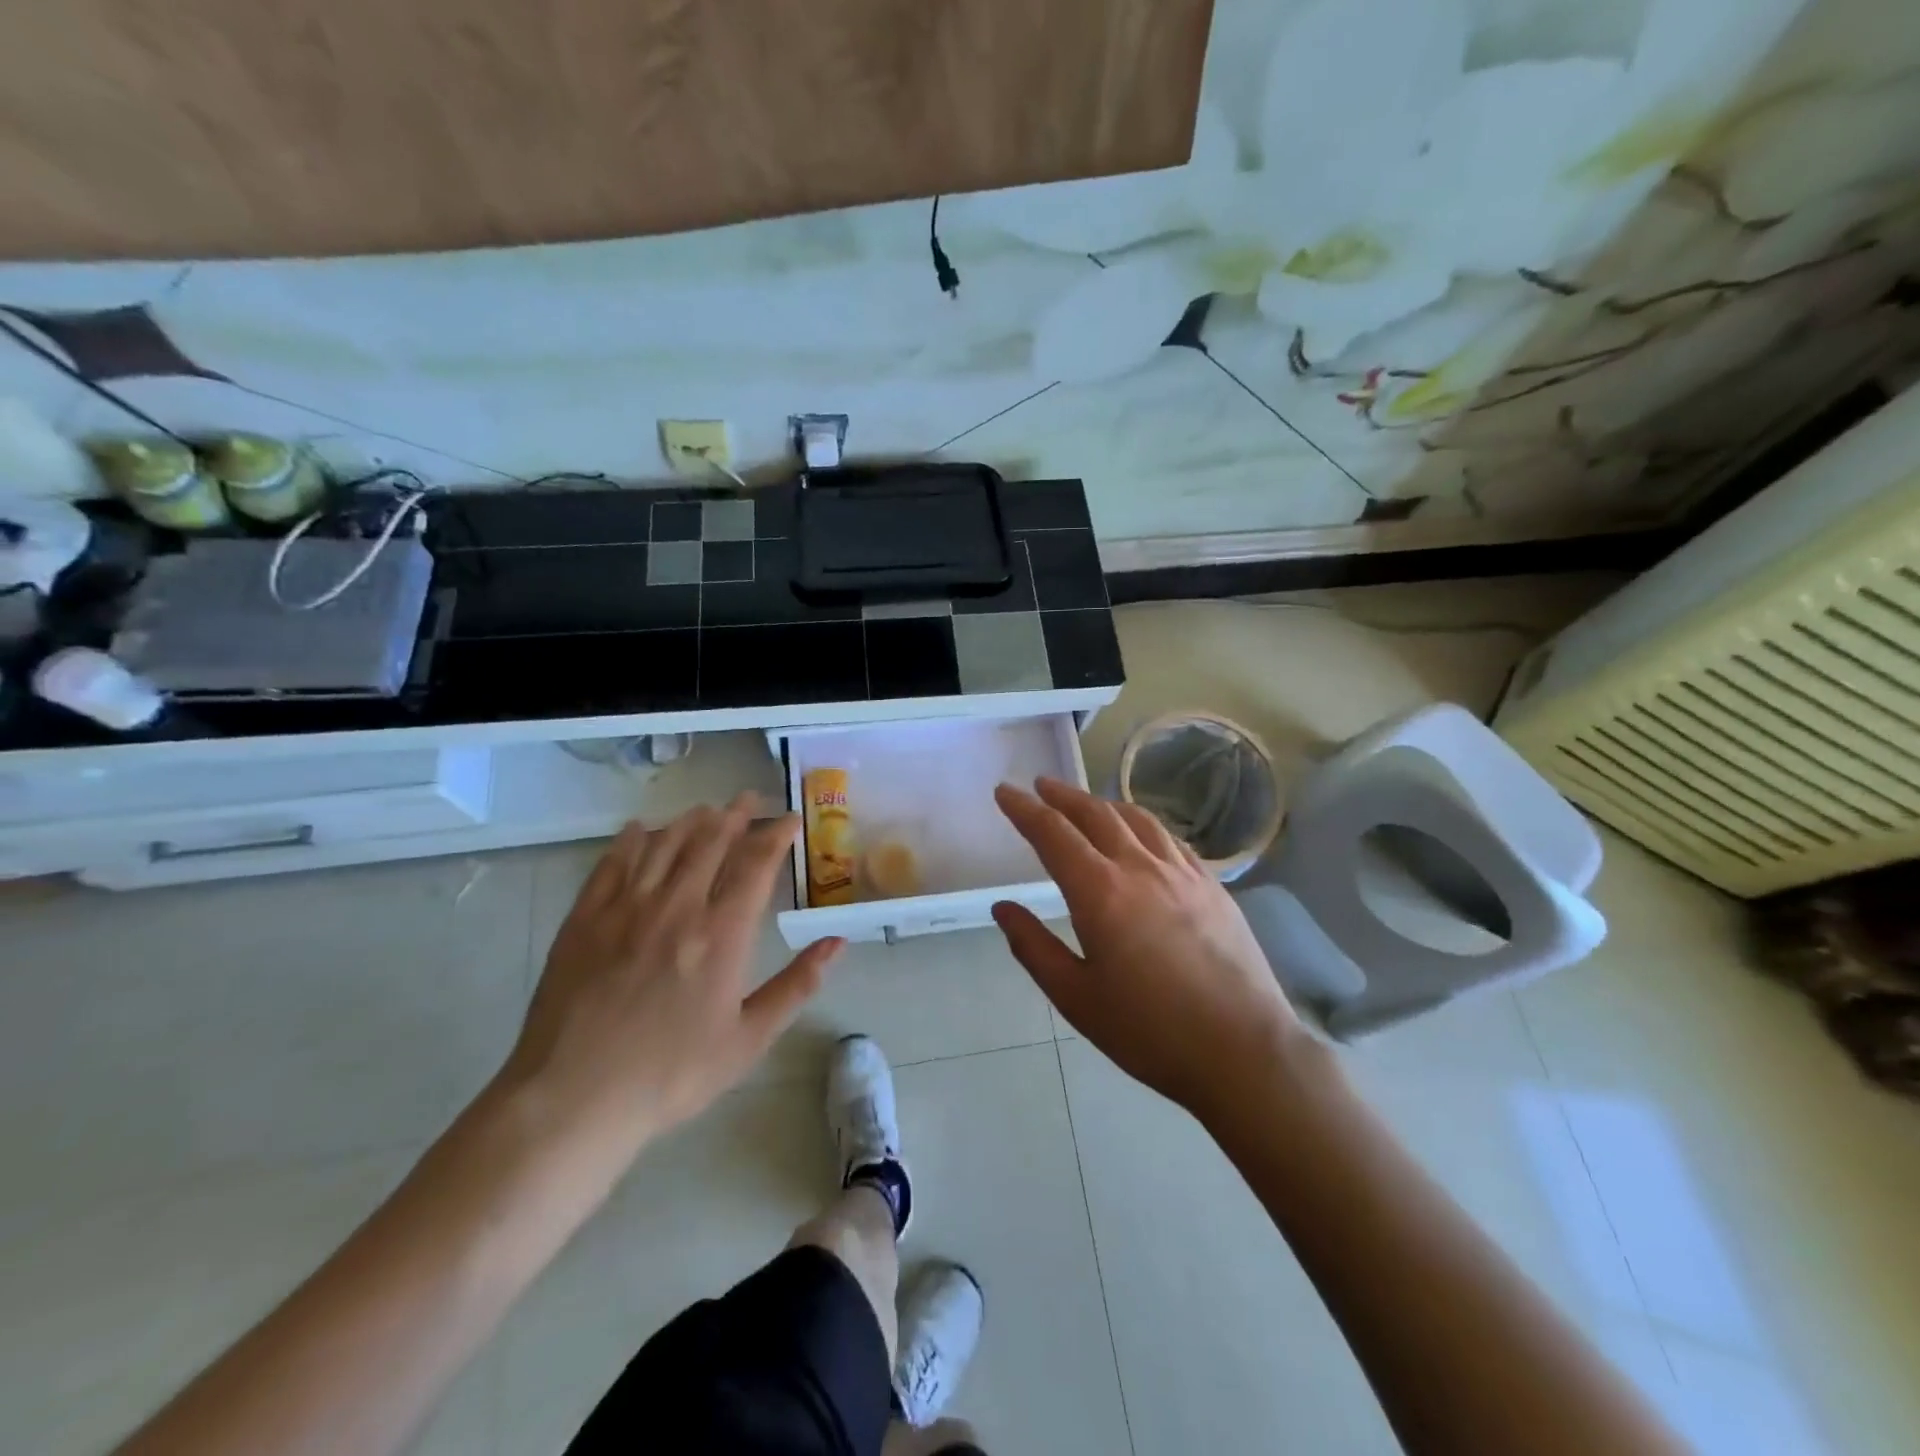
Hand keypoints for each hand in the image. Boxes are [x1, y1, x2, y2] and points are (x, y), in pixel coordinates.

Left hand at [502, 794, 842, 1157]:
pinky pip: (612, 863)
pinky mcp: (584, 919)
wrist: (574, 1099)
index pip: (756, 864)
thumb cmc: (671, 1074)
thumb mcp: (749, 1040)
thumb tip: (837, 942)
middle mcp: (677, 907)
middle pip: (710, 841)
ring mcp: (626, 909)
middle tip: (749, 799)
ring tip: (706, 809)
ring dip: (690, 820)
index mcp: (722, 934)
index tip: (790, 819)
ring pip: (664, 844)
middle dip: (736, 815)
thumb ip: (797, 985)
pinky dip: (631, 840)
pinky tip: (641, 829)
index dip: (776, 835)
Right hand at [992, 778, 1307, 1121]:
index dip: (1024, 809)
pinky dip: (1143, 824)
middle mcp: (1140, 867)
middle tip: (1041, 786)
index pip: (1052, 833)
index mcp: (1100, 892)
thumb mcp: (1076, 998)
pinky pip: (1169, 838)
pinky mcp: (1212, 885)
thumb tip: (1003, 908)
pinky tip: (1141, 834)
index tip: (1005, 792)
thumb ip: (1034, 947)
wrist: (1243, 1050)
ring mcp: (1182, 872)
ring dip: (1103, 804)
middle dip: (1062, 796)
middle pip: (1095, 814)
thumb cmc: (1150, 1031)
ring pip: (1136, 819)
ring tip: (1086, 804)